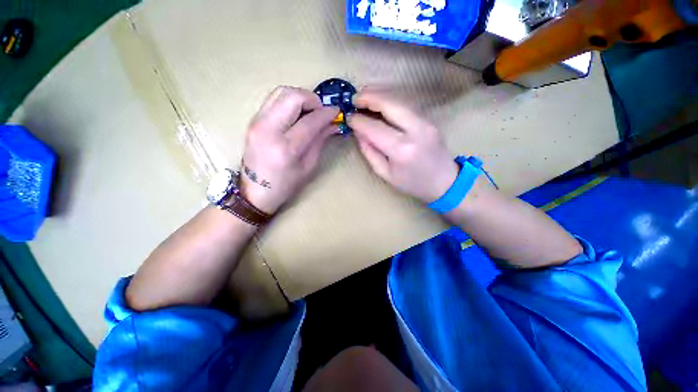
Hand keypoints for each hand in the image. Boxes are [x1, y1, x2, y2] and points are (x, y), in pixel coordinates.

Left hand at [240, 86, 338, 213]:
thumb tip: (332, 123)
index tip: (336, 112)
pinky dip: (289, 101)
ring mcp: (257, 122)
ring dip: (300, 97)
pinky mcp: (253, 119)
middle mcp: (268, 129)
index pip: (310, 121)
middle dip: (312, 99)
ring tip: (309, 112)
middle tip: (320, 112)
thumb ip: (320, 140)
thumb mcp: (308, 166)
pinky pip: (273, 99)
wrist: (254, 190)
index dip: (326, 113)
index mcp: (286, 148)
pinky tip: (296, 114)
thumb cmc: (285, 184)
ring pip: (281, 92)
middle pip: (293, 96)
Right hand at [347, 89, 458, 203]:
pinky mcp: (429, 119)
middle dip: (369, 97)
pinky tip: (380, 102)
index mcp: (401, 150)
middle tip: (354, 98)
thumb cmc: (412, 183)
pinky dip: (390, 100)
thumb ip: (370, 152)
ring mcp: (425, 122)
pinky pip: (406, 105)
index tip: (348, 118)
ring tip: (364, 96)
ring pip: (399, 100)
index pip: (374, 128)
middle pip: (389, 104)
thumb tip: (358, 132)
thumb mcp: (385, 173)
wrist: (445, 181)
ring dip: (379, 95)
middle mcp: (415, 131)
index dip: (359, 121)